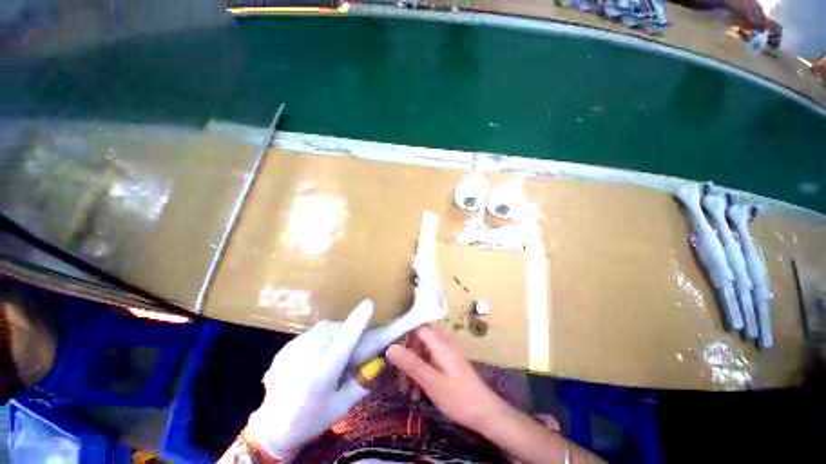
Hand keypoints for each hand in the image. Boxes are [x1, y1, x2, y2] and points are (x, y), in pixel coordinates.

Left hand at [245, 300, 373, 460]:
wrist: (272, 428)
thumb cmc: (311, 419)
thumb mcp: (342, 406)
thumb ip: (362, 382)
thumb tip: (379, 361)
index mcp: (323, 374)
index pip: (344, 340)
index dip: (357, 321)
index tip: (368, 304)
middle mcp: (306, 357)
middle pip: (335, 329)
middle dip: (349, 327)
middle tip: (356, 336)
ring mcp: (292, 351)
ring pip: (323, 327)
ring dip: (336, 328)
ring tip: (339, 342)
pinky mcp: (284, 349)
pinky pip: (311, 332)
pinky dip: (322, 334)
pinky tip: (321, 348)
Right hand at [389, 328, 605, 463]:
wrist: (492, 416)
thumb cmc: (465, 400)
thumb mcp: (434, 383)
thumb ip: (413, 364)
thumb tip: (393, 347)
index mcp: (441, 344)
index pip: (419, 326)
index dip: (406, 329)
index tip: (391, 342)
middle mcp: (445, 345)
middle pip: (421, 338)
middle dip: (408, 351)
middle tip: (400, 373)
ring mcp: (449, 356)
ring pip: (425, 351)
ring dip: (415, 365)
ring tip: (410, 387)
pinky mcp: (451, 367)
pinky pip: (431, 362)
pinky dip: (422, 373)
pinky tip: (421, 390)